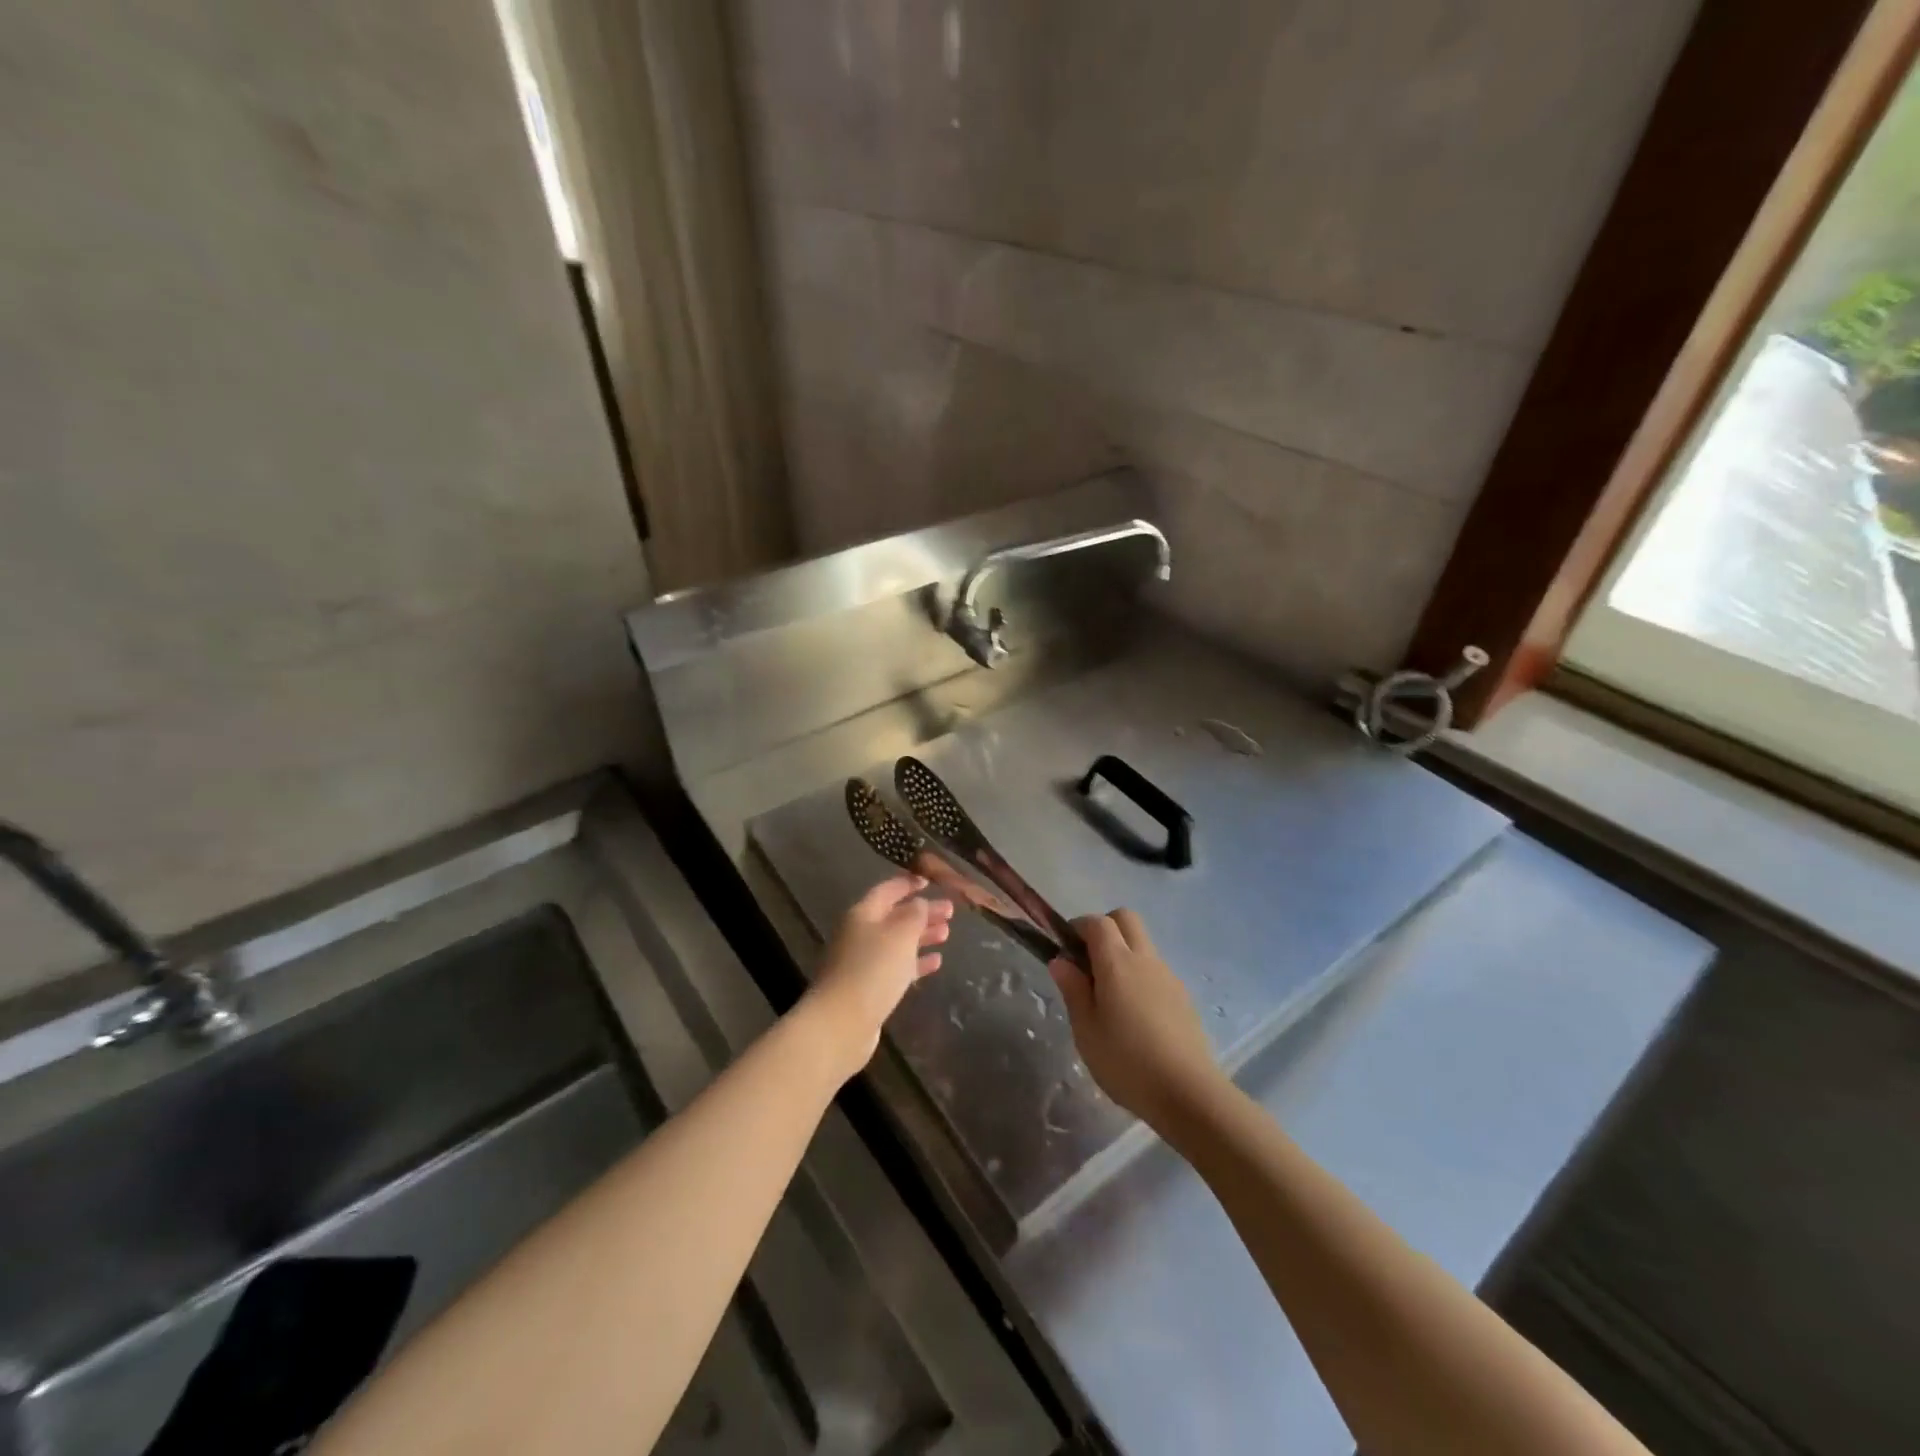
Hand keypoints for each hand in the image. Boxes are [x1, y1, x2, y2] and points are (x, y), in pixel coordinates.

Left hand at [804, 874, 951, 1078]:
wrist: (841, 1023)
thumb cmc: (873, 970)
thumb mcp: (900, 934)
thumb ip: (915, 914)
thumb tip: (921, 903)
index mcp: (863, 914)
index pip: (887, 890)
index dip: (908, 883)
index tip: (930, 881)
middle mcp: (860, 934)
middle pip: (894, 916)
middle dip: (922, 912)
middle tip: (950, 911)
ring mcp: (862, 962)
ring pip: (897, 942)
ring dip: (922, 936)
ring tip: (947, 934)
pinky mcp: (868, 987)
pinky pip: (896, 967)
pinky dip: (915, 962)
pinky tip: (935, 962)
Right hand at [1051, 909, 1224, 1132]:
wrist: (1188, 1093)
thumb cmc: (1126, 1062)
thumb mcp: (1086, 1030)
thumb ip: (1073, 990)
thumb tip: (1061, 961)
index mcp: (1117, 962)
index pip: (1097, 922)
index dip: (1078, 927)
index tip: (1065, 949)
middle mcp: (1145, 959)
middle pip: (1126, 919)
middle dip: (1104, 928)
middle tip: (1087, 962)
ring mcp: (1168, 976)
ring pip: (1143, 944)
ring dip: (1123, 952)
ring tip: (1109, 995)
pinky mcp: (1182, 996)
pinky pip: (1155, 969)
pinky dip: (1140, 975)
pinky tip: (1134, 1014)